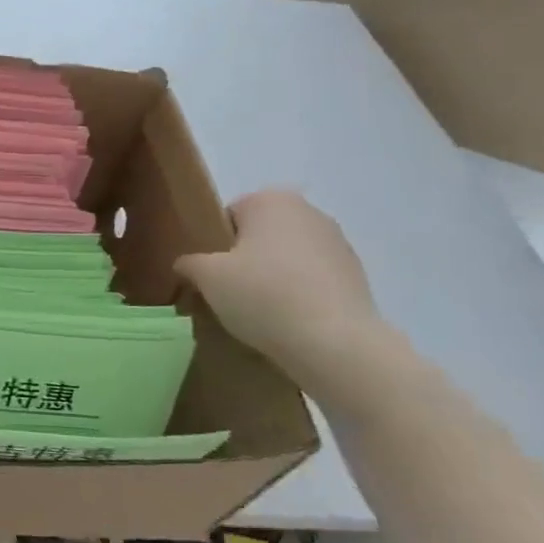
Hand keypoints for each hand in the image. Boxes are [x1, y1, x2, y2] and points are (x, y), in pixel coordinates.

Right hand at [175, 190, 379, 375]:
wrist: (334, 342)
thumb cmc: (262, 295)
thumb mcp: (206, 277)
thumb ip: (189, 263)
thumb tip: (186, 264)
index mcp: (270, 199)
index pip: (228, 215)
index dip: (214, 245)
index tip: (210, 275)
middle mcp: (308, 210)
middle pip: (259, 234)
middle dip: (244, 259)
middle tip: (229, 293)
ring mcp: (338, 242)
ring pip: (287, 257)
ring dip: (272, 277)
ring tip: (260, 311)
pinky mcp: (357, 275)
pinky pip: (311, 279)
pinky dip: (298, 293)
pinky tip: (289, 320)